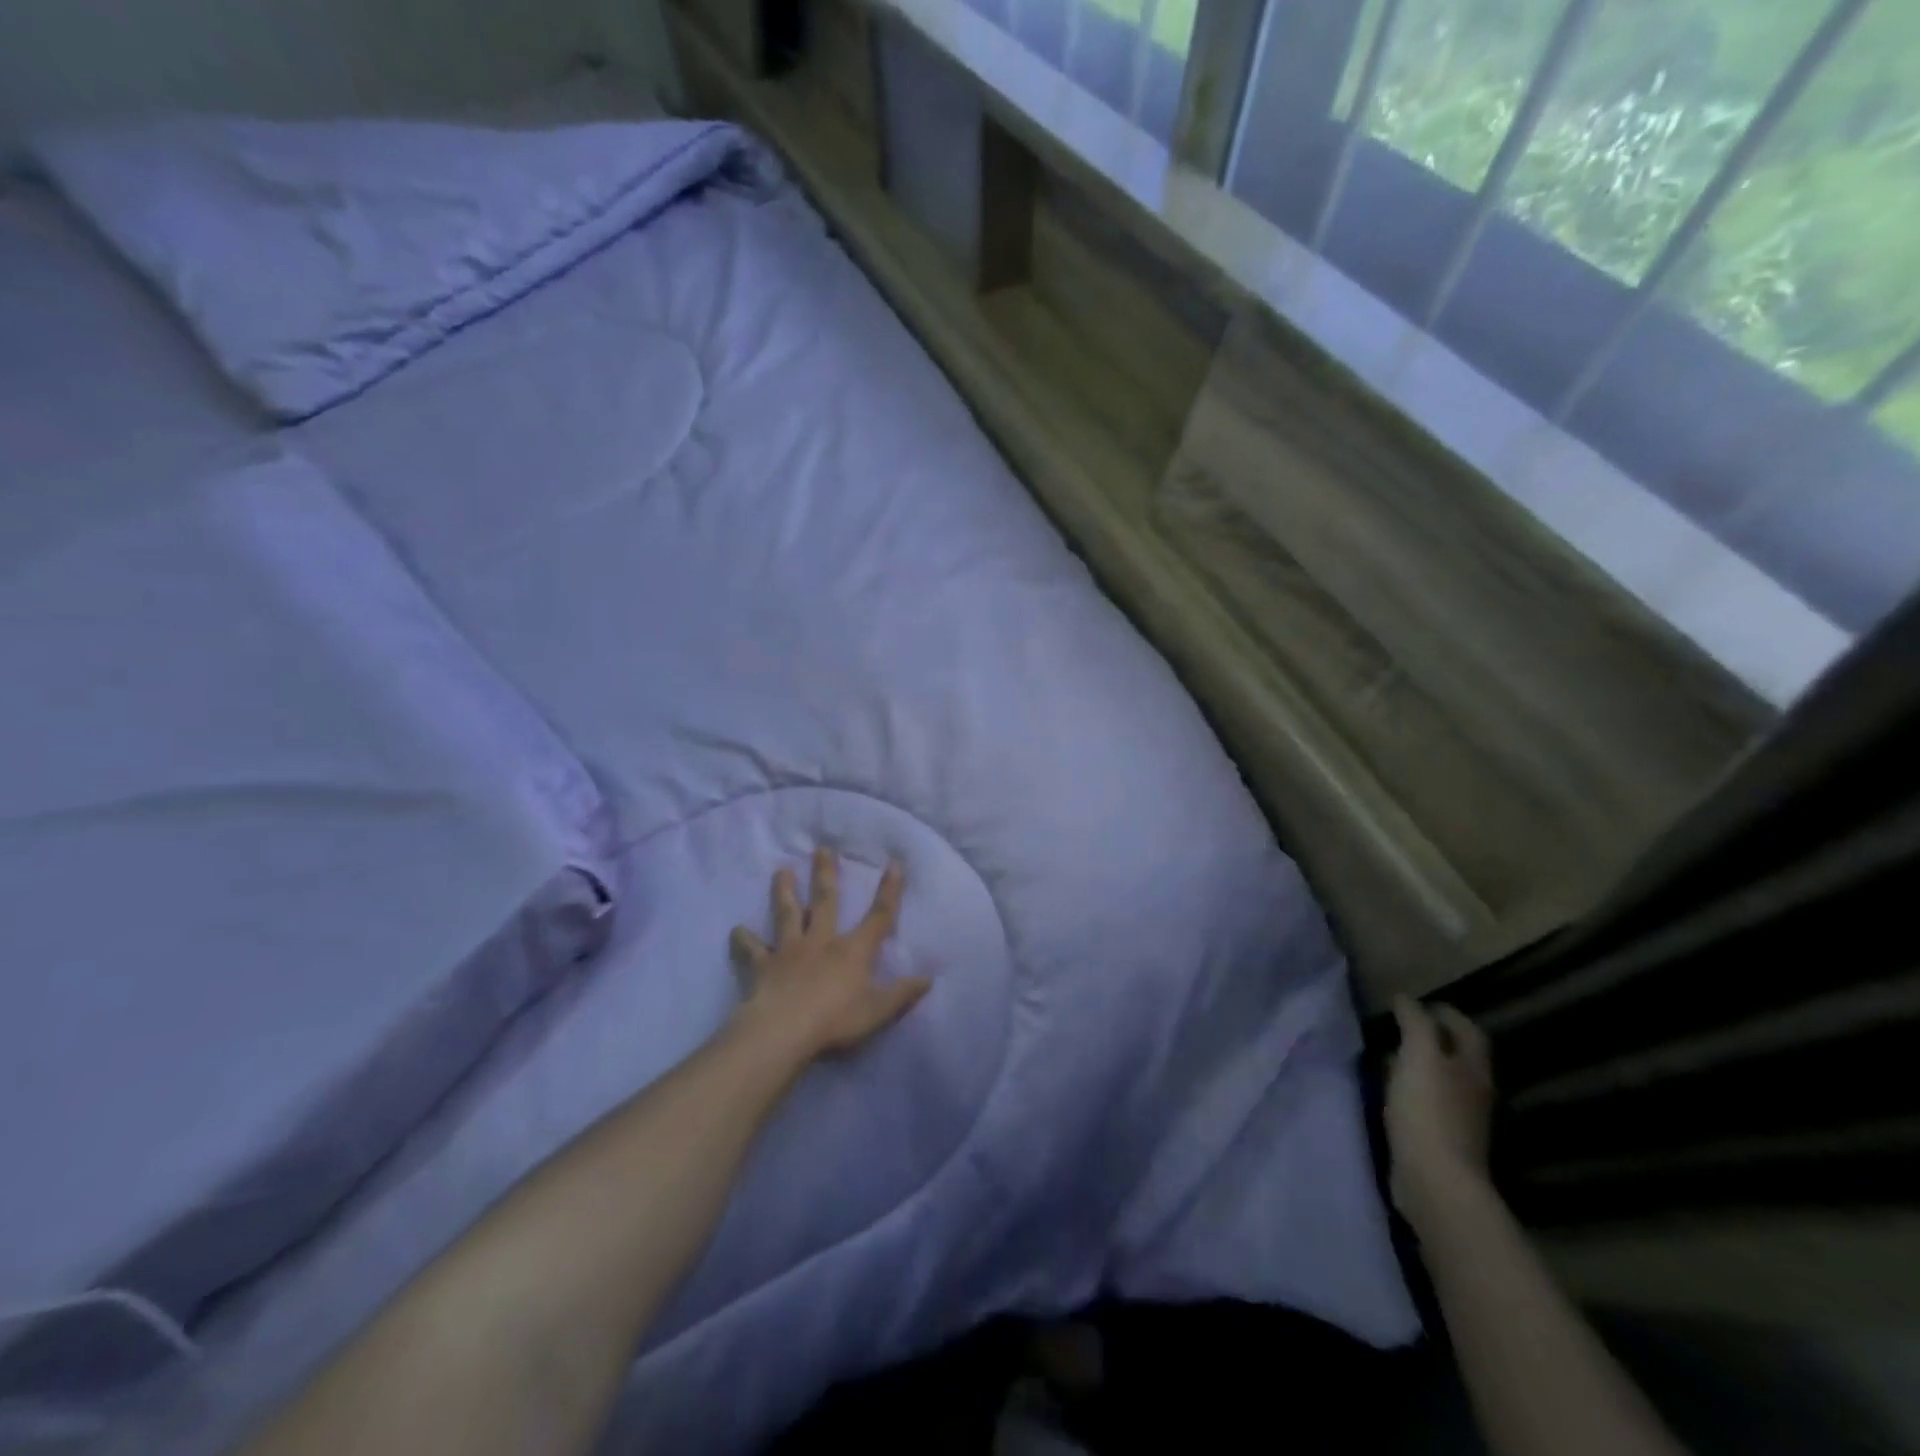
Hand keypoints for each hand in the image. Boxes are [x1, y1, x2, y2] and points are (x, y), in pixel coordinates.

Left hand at [729, 849, 931, 1060]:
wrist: (784, 1031)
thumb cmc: (836, 1021)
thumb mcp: (879, 1011)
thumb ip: (903, 994)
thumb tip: (928, 978)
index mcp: (853, 951)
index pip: (879, 916)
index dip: (889, 890)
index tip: (894, 863)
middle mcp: (821, 941)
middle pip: (825, 902)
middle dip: (826, 875)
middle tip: (822, 849)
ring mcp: (789, 951)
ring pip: (787, 914)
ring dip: (785, 892)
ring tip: (781, 870)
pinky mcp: (763, 966)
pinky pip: (752, 950)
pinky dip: (743, 941)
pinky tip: (736, 931)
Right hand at [1386, 997, 1494, 1227]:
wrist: (1435, 1180)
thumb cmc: (1428, 1110)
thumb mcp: (1418, 1055)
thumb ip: (1414, 1023)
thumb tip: (1404, 998)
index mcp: (1473, 1067)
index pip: (1468, 1030)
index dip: (1446, 1013)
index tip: (1417, 1003)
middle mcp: (1474, 1090)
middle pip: (1458, 1056)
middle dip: (1432, 1038)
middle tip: (1399, 1027)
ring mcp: (1461, 1119)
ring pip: (1442, 1080)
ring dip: (1419, 1066)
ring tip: (1388, 1056)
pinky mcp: (1442, 1140)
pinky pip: (1428, 1104)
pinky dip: (1411, 1091)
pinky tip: (1390, 1092)